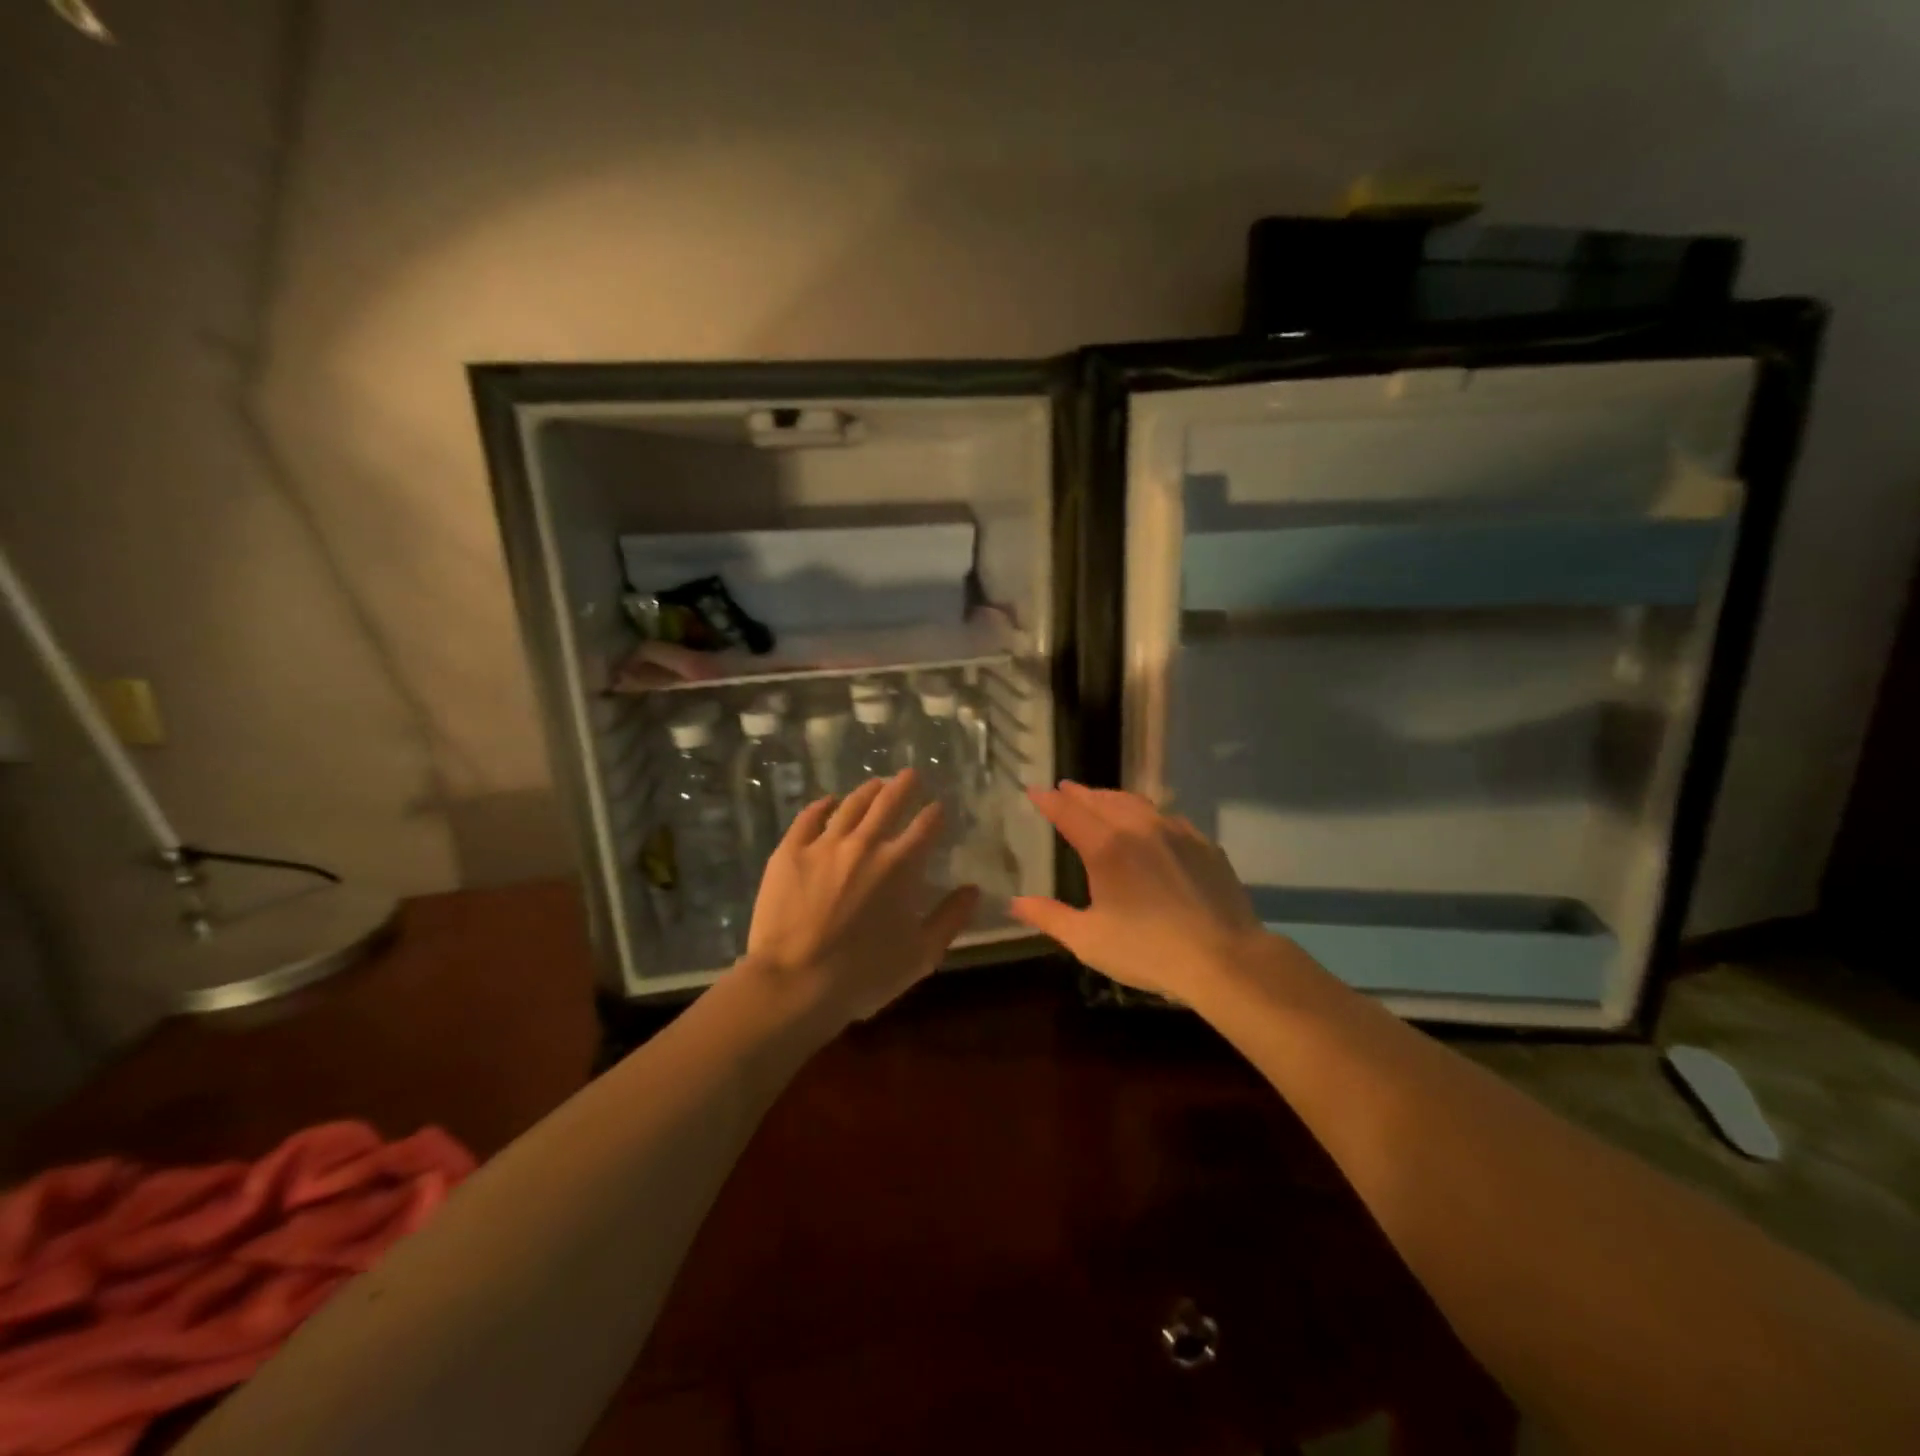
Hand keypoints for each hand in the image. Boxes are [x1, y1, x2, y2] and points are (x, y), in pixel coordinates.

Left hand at [742, 770, 979, 1026]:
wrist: (795, 983)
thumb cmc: (864, 974)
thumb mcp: (921, 954)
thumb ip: (950, 918)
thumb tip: (973, 889)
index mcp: (901, 865)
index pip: (925, 826)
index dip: (935, 813)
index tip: (938, 806)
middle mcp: (865, 844)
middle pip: (889, 802)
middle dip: (904, 785)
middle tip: (910, 774)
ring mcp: (824, 844)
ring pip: (851, 805)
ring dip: (868, 791)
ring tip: (876, 784)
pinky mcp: (789, 851)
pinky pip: (809, 818)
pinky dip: (822, 806)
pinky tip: (828, 802)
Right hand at [1010, 782, 1265, 1000]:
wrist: (1225, 958)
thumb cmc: (1149, 951)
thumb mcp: (1089, 939)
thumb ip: (1049, 916)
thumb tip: (1014, 902)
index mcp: (1106, 847)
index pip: (1069, 812)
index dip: (1049, 800)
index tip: (1034, 790)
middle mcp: (1139, 827)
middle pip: (1102, 800)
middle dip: (1079, 793)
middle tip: (1064, 789)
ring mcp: (1176, 832)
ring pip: (1136, 803)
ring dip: (1112, 798)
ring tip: (1100, 799)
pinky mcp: (1203, 844)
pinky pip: (1166, 817)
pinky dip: (1146, 813)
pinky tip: (1148, 824)